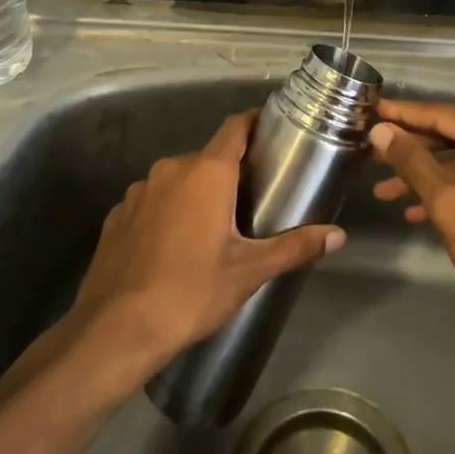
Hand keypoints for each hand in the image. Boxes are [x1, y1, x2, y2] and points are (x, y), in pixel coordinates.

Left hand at [69, 111, 345, 382]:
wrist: (116, 330)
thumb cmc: (191, 291)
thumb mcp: (249, 271)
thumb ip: (294, 247)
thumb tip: (338, 236)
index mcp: (207, 172)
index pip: (235, 127)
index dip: (254, 123)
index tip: (271, 131)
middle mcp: (171, 169)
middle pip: (208, 157)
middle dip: (229, 172)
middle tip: (251, 198)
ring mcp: (138, 191)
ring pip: (177, 180)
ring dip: (195, 193)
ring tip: (212, 227)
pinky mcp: (116, 216)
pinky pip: (151, 202)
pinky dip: (166, 213)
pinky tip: (172, 246)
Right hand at [370, 101, 454, 379]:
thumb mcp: (448, 203)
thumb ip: (412, 161)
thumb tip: (380, 131)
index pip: (451, 116)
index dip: (408, 115)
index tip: (374, 109)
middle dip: (415, 150)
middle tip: (372, 152)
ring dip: (429, 176)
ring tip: (384, 190)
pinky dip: (454, 192)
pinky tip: (415, 211)